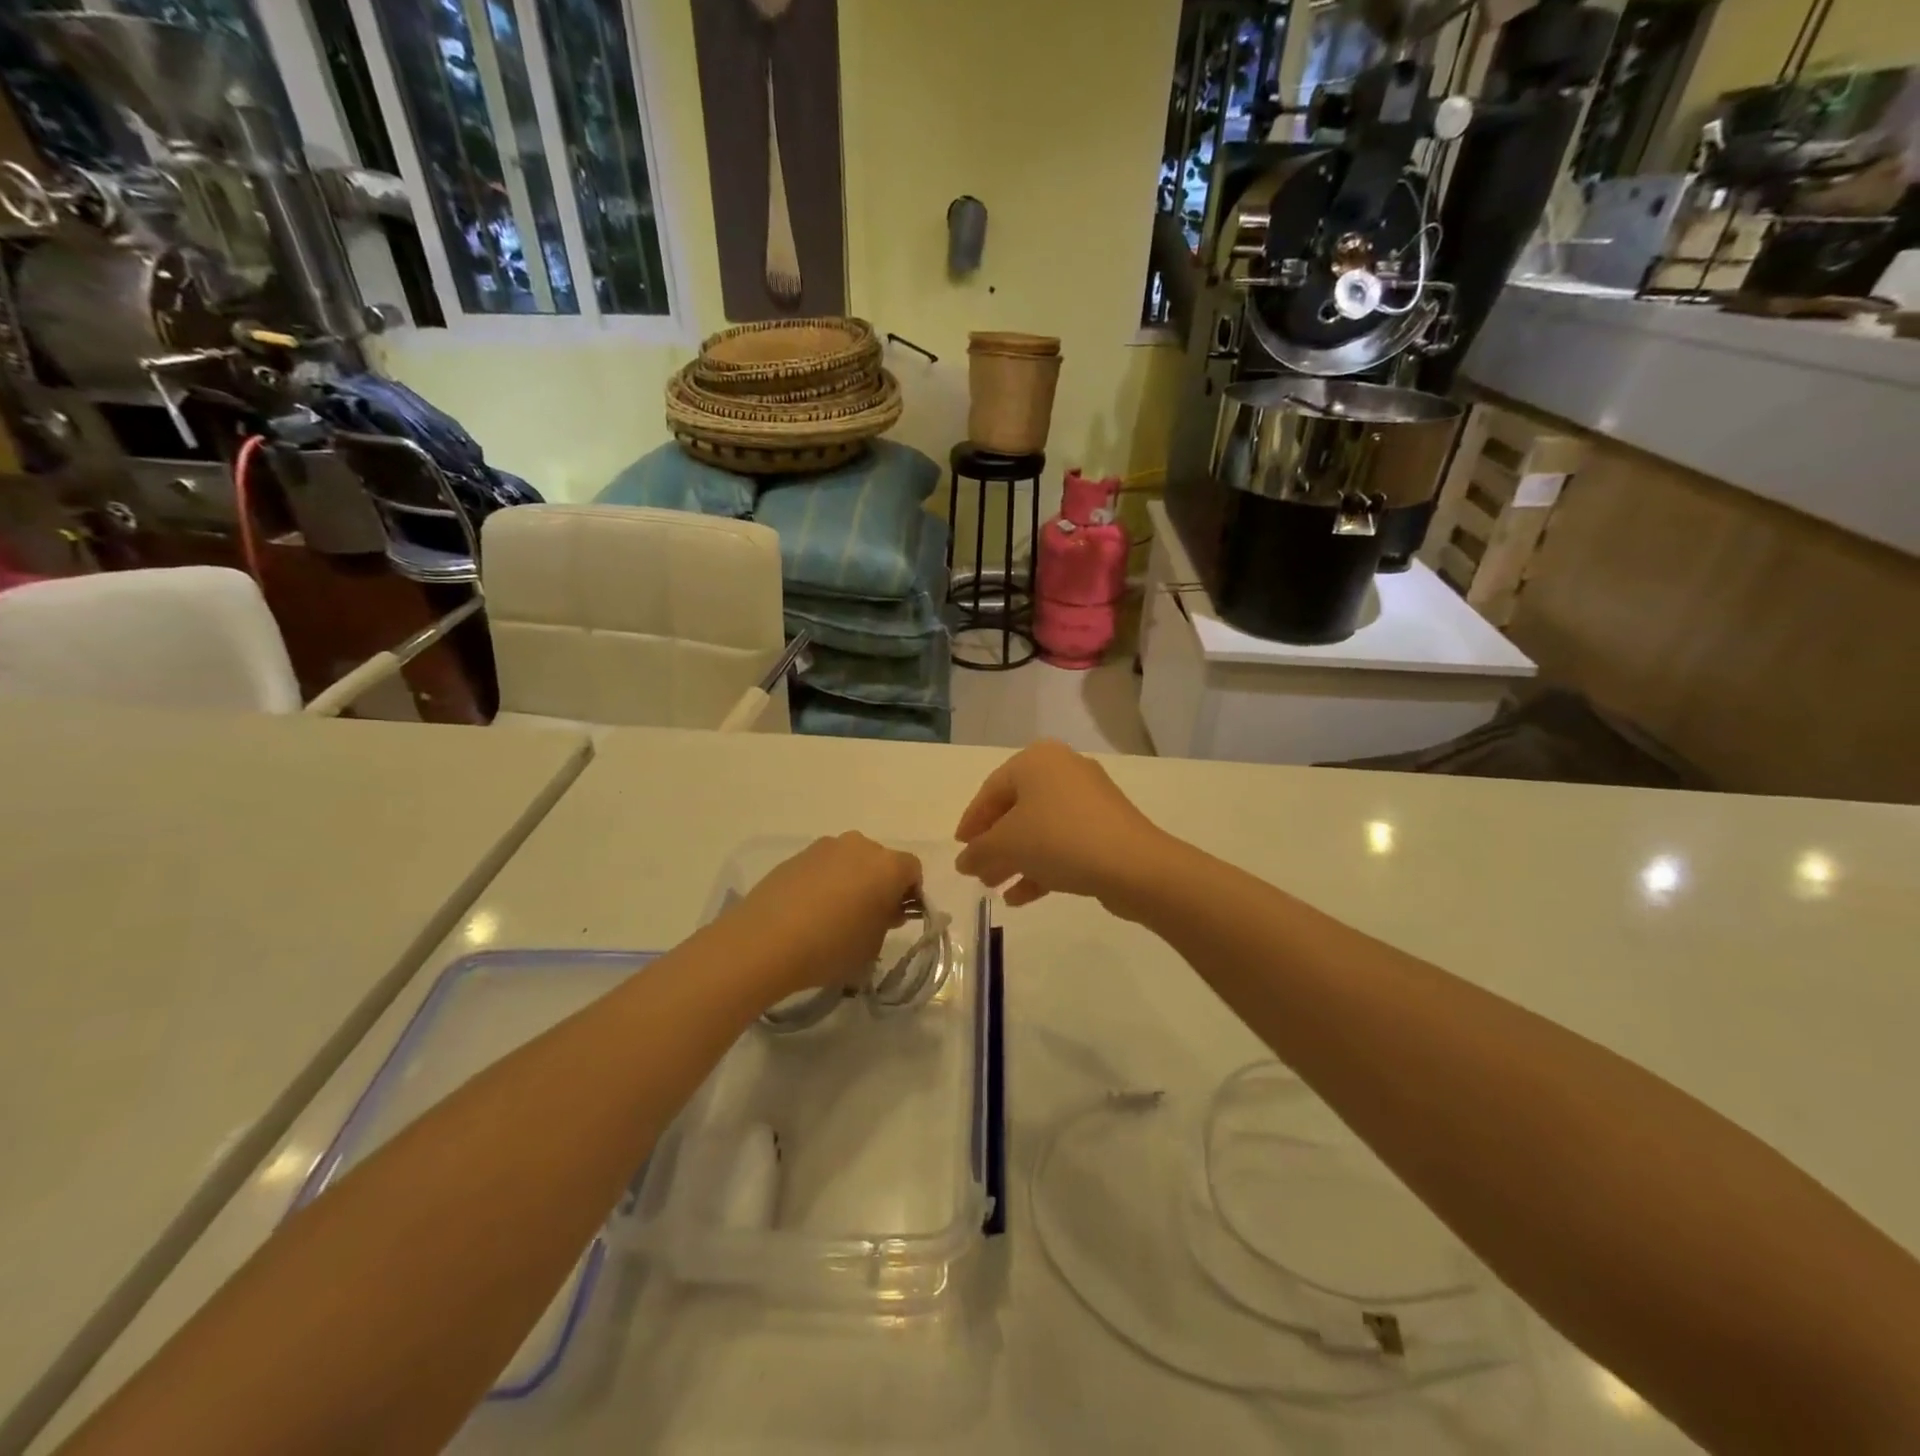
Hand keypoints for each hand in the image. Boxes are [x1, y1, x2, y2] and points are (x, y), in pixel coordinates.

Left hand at [722, 834, 922, 1000]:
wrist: (765, 941)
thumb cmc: (831, 946)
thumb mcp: (872, 945)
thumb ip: (887, 922)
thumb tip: (885, 909)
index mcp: (887, 865)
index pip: (913, 870)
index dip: (911, 893)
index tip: (897, 918)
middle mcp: (859, 846)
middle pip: (880, 862)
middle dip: (880, 885)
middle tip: (868, 919)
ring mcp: (825, 847)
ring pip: (850, 862)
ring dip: (851, 881)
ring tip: (833, 916)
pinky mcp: (796, 856)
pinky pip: (823, 867)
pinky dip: (824, 882)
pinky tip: (809, 912)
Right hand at [954, 741, 1170, 912]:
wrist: (1133, 865)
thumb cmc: (1060, 839)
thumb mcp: (1007, 844)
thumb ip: (978, 851)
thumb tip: (964, 861)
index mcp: (1037, 761)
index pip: (991, 790)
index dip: (971, 822)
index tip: (960, 849)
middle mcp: (1063, 770)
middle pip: (1016, 809)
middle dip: (994, 845)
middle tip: (977, 872)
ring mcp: (1088, 799)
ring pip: (1040, 829)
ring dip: (1015, 859)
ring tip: (994, 888)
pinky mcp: (1106, 827)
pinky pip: (1063, 843)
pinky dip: (1041, 865)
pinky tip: (1021, 897)